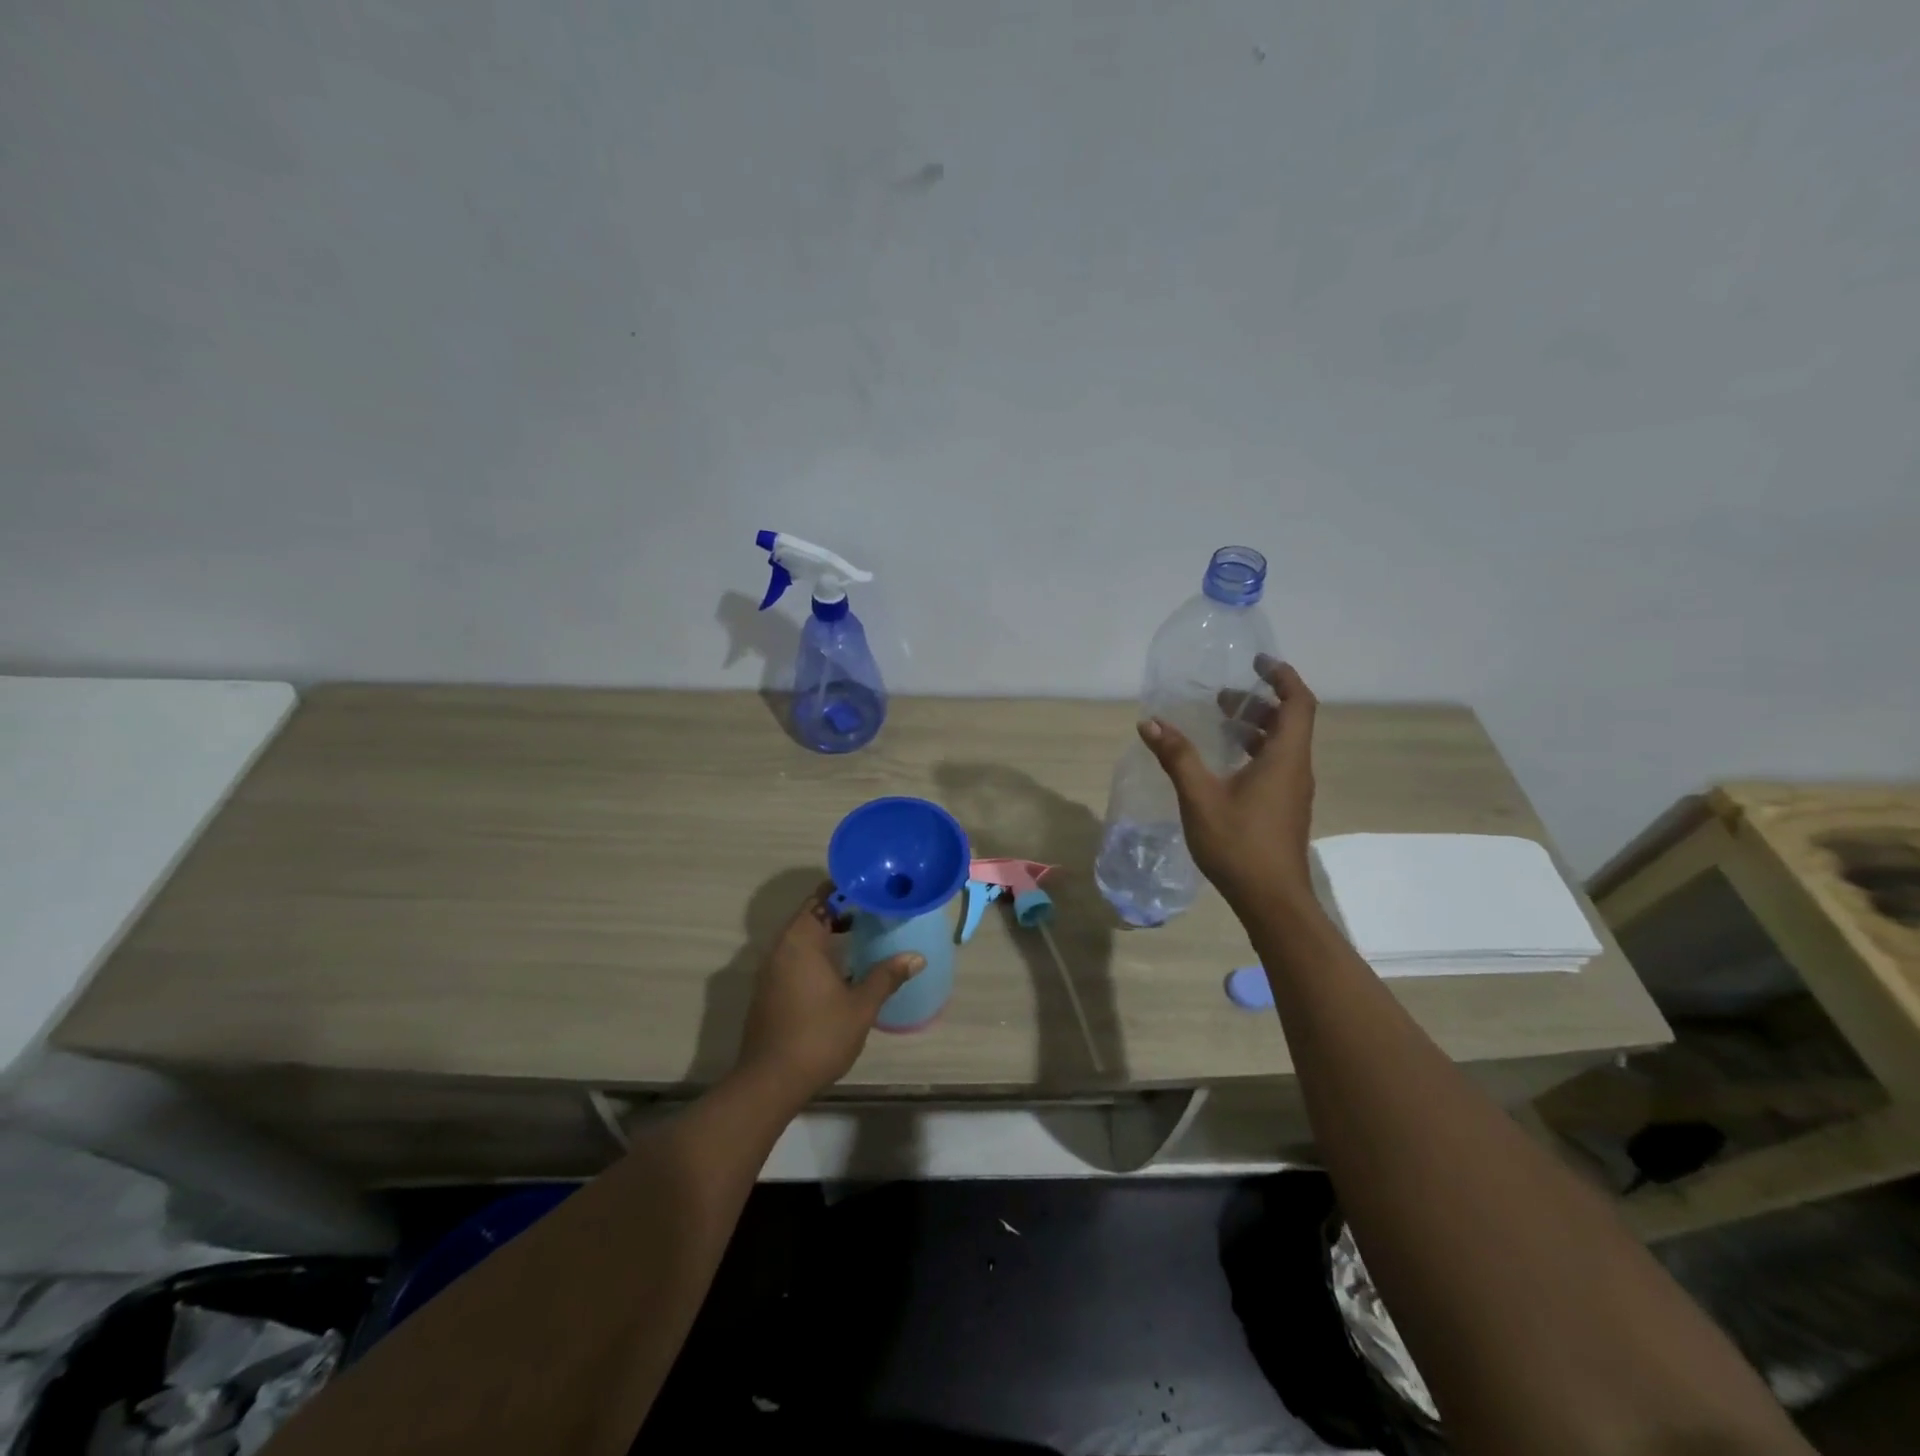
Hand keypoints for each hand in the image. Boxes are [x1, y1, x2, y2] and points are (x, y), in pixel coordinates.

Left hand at [734, 883, 923, 1104]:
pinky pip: (794, 957)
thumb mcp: (861, 1005)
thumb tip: (916, 957)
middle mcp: (781, 947)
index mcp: (800, 940)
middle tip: (874, 910)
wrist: (770, 1081)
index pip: (821, 898)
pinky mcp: (768, 990)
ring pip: (801, 938)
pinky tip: (840, 969)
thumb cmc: (819, 1036)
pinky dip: (816, 953)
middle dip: (840, 910)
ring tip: (862, 935)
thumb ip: (886, 976)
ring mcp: (771, 970)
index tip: (872, 887)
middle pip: (811, 915)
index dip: (846, 889)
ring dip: (828, 933)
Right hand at [1137, 656, 1318, 911]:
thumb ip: (1177, 756)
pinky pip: (1275, 766)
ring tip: (1219, 724)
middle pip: (1290, 721)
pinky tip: (1223, 765)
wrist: (1271, 901)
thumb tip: (1150, 723)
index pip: (1298, 702)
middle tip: (1223, 697)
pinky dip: (1254, 752)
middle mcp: (1296, 769)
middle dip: (1259, 702)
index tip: (1257, 662)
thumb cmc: (1239, 844)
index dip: (1282, 676)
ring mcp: (1293, 791)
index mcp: (1285, 758)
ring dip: (1255, 728)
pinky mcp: (1284, 809)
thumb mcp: (1200, 797)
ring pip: (1282, 745)